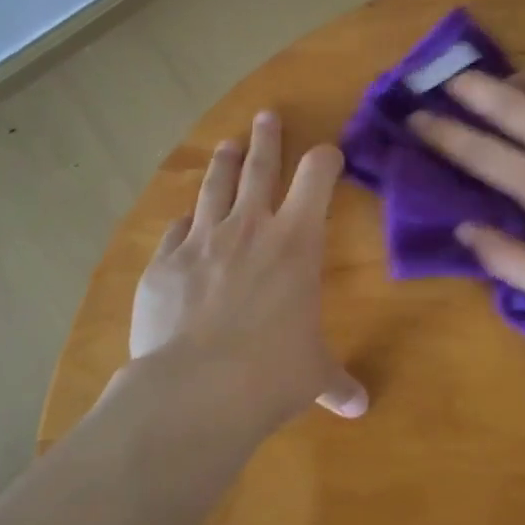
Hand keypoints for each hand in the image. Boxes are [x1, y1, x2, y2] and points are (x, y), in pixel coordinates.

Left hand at [130, 110, 366, 424]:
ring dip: (223, 163)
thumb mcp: (313, 375)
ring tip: (227, 145)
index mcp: (296, 242)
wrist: (198, 388)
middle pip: (259, 167)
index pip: (317, 178)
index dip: (325, 159)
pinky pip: (176, 230)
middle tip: (266, 116)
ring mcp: (202, 241)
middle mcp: (249, 228)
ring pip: (214, 187)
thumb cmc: (273, 373)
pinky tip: (184, 220)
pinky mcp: (164, 263)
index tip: (329, 152)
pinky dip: (184, 222)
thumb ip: (336, 383)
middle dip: (267, 139)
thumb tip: (360, 408)